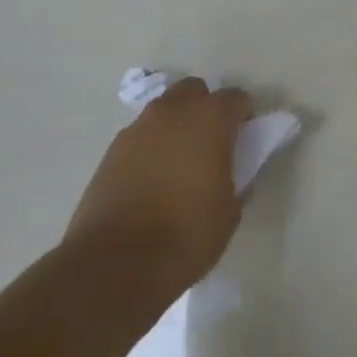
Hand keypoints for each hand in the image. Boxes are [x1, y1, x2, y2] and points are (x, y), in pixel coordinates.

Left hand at [67, 78, 253, 293]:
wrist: (115, 265)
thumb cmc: (186, 234)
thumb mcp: (229, 211)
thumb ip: (234, 179)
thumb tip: (228, 173)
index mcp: (210, 118)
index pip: (236, 98)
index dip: (244, 116)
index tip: (246, 138)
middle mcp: (173, 112)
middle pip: (194, 91)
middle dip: (205, 108)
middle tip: (211, 142)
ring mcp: (137, 129)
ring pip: (164, 111)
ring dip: (175, 125)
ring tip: (178, 162)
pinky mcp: (110, 152)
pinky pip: (140, 137)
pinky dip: (150, 148)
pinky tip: (151, 179)